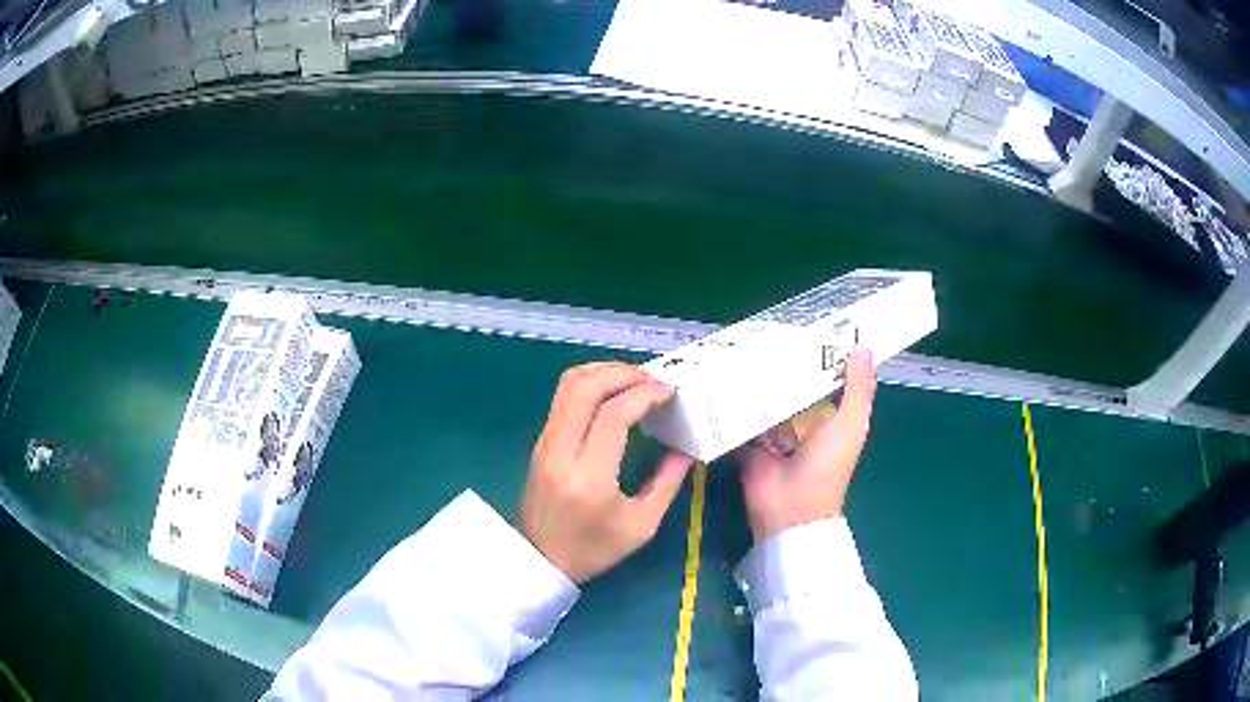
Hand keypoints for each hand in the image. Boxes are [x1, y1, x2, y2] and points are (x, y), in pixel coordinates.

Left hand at [522, 362, 694, 583]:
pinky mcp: (540, 442)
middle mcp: (561, 452)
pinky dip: (590, 385)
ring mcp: (545, 443)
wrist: (541, 560)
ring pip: (567, 385)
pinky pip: (562, 398)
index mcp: (590, 477)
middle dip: (622, 373)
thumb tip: (688, 447)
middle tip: (652, 379)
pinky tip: (613, 394)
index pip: (613, 415)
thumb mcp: (642, 525)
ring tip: (634, 380)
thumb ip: (667, 482)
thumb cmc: (594, 550)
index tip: (668, 392)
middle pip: (584, 387)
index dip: (644, 394)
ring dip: (603, 372)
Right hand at [740, 345, 876, 541]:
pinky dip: (736, 398)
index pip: (825, 375)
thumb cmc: (827, 465)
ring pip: (766, 395)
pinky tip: (723, 372)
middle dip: (782, 360)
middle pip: (792, 382)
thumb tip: (863, 343)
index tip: (806, 320)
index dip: (819, 351)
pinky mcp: (748, 438)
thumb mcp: (852, 423)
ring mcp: (773, 429)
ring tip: (740, 343)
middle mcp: (801, 418)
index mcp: (829, 413)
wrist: (789, 509)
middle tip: (764, 327)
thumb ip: (858, 387)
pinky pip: (742, 413)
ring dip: (757, 376)